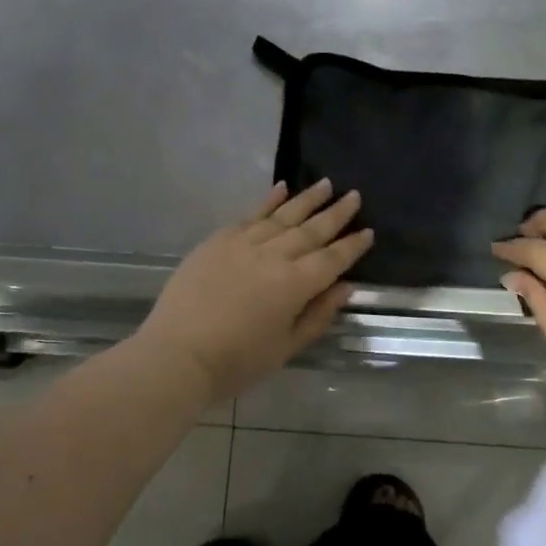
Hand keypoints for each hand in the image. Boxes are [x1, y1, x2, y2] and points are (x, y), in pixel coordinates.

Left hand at [137, 180, 374, 402]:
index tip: (368, 230)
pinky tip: (281, 188)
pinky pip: (250, 214)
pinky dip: (268, 201)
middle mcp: (274, 255)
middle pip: (312, 230)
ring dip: (307, 199)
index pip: (332, 259)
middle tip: (354, 195)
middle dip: (336, 213)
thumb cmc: (237, 361)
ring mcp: (244, 243)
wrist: (177, 354)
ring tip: (326, 184)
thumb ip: (318, 314)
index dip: (352, 246)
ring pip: (283, 215)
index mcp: (295, 284)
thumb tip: (345, 286)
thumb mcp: (286, 347)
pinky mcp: (218, 240)